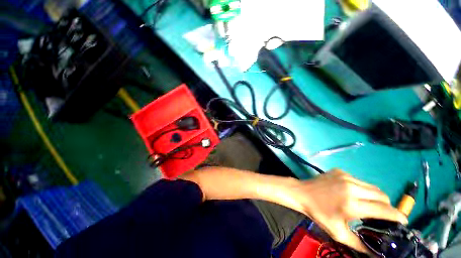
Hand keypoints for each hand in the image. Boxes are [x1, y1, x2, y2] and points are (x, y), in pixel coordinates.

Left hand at [290, 169, 407, 252]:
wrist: (302, 193)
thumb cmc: (318, 213)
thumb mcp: (338, 233)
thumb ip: (360, 244)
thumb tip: (377, 253)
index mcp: (352, 204)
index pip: (384, 210)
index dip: (398, 216)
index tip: (403, 221)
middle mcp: (351, 187)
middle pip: (382, 195)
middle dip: (387, 206)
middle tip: (383, 215)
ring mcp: (345, 176)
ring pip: (372, 187)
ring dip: (375, 196)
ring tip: (369, 205)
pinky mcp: (340, 171)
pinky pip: (359, 180)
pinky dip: (362, 188)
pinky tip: (352, 194)